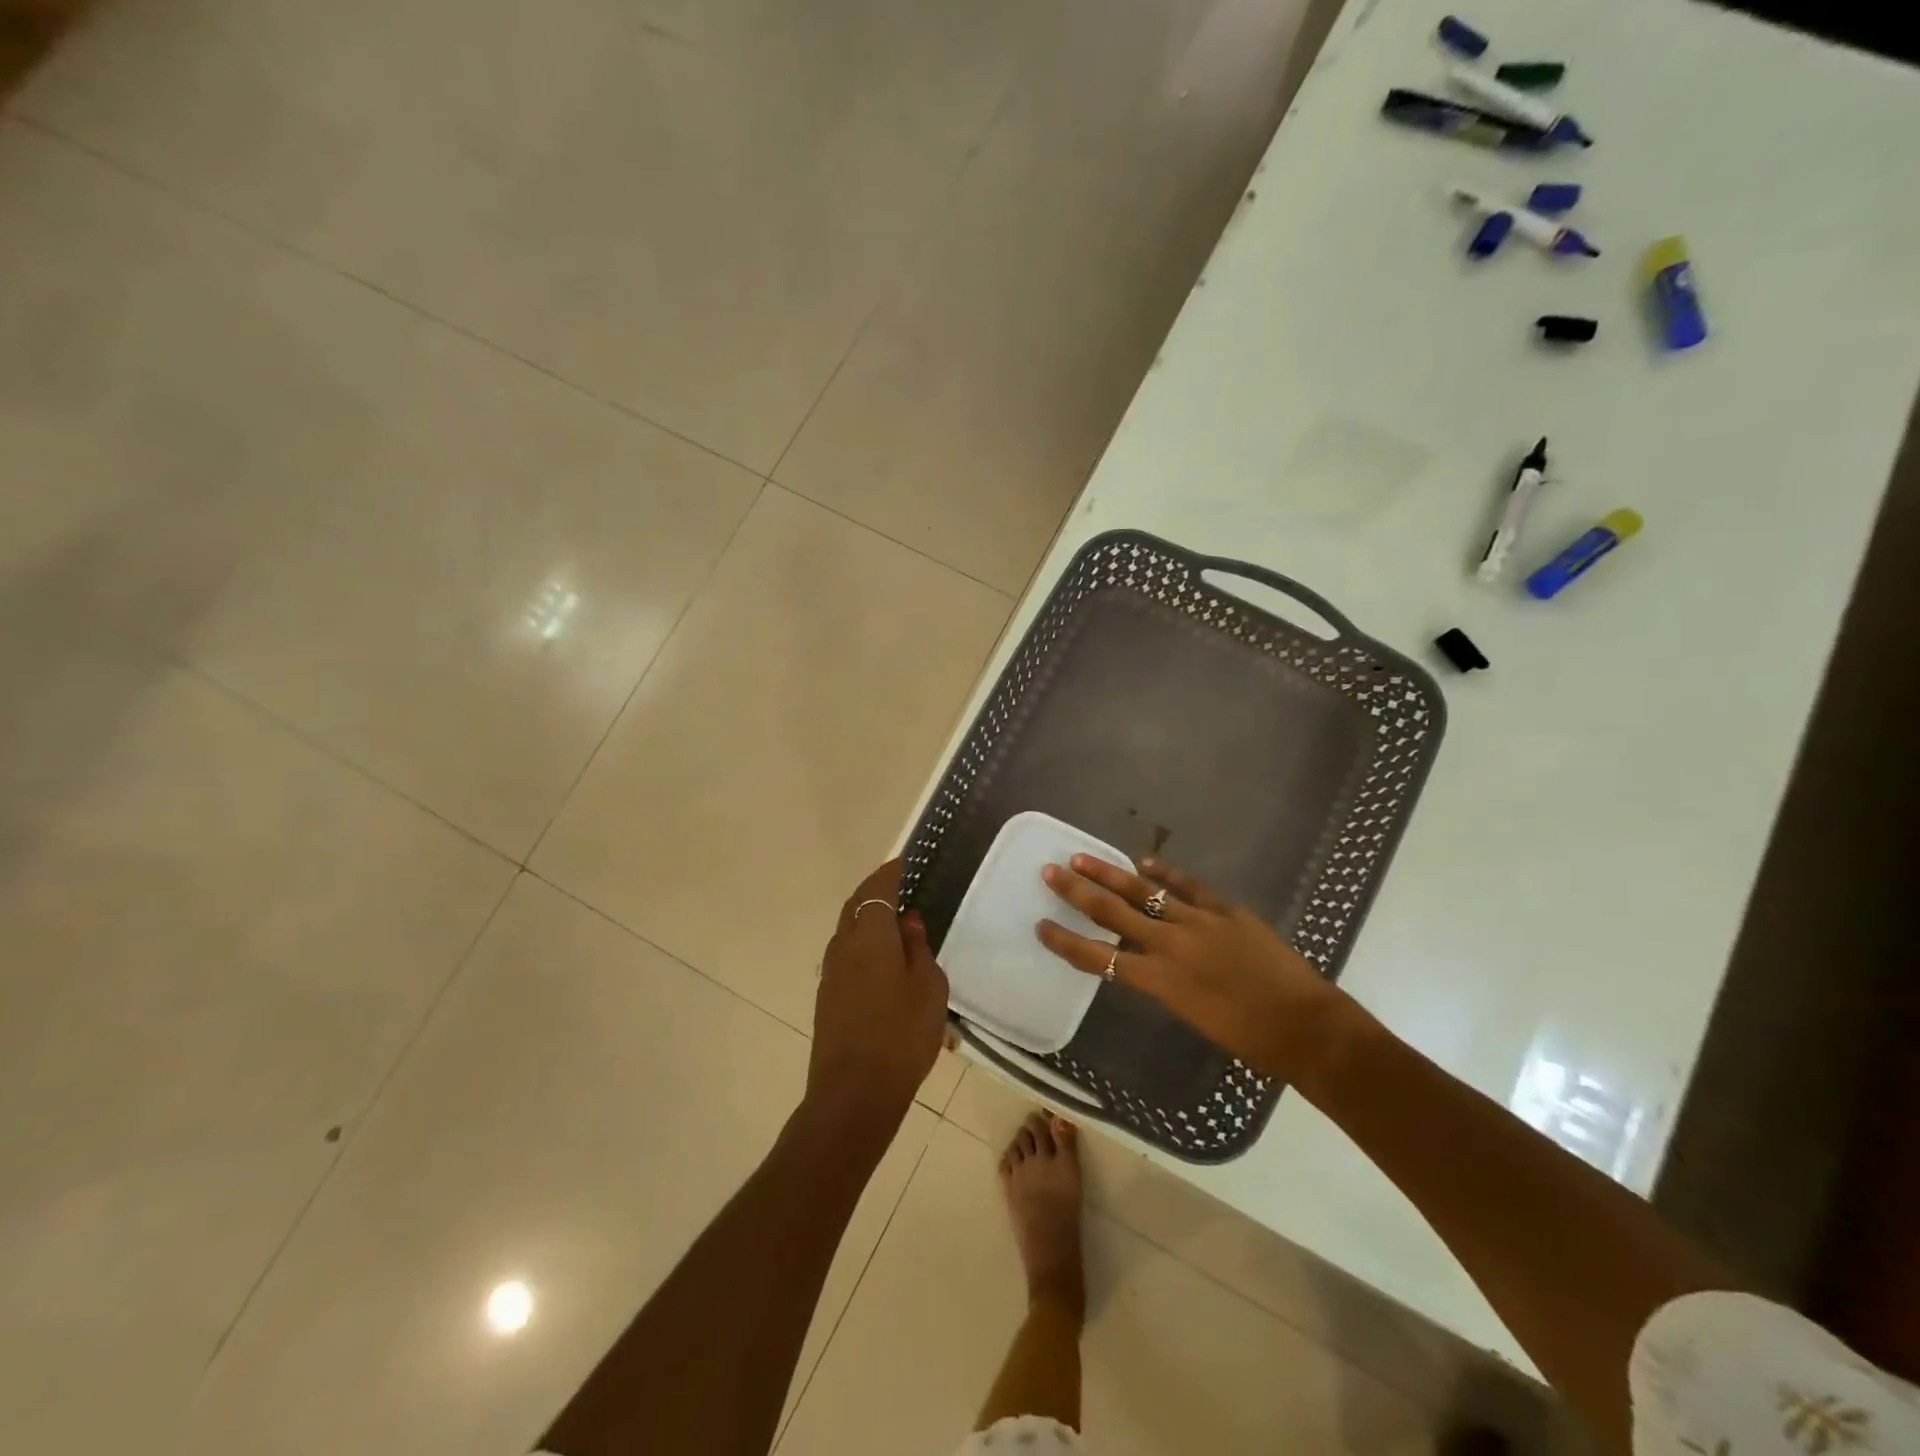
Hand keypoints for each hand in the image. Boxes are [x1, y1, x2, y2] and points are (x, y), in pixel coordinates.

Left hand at [806, 859, 949, 1139]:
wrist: (854, 1093)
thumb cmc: (901, 1034)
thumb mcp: (928, 987)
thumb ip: (918, 947)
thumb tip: (907, 921)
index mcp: (869, 935)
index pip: (876, 889)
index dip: (890, 873)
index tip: (904, 862)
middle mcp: (843, 946)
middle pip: (855, 906)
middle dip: (874, 891)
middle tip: (898, 885)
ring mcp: (831, 972)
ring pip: (847, 931)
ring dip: (867, 918)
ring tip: (894, 921)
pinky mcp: (828, 997)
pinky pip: (846, 955)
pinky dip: (863, 943)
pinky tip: (883, 959)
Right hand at [1036, 856, 1348, 1084]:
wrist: (1307, 1027)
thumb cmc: (1249, 1039)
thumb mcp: (1192, 1015)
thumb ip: (1164, 984)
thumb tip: (1144, 961)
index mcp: (1161, 981)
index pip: (1100, 958)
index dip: (1067, 943)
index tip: (1042, 927)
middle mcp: (1172, 945)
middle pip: (1113, 913)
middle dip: (1077, 893)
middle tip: (1050, 872)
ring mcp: (1200, 922)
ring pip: (1145, 891)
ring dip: (1110, 873)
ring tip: (1082, 858)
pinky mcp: (1226, 910)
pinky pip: (1189, 886)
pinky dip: (1166, 872)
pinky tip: (1146, 860)